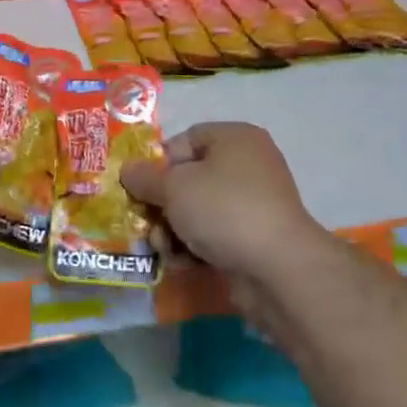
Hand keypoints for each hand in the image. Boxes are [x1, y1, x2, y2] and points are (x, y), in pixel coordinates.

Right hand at [120, 122, 326, 281]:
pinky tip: (182, 264)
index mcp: (234, 138)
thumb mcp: (173, 188)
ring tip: (163, 250)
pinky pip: (216, 234)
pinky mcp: (256, 237)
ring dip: (174, 230)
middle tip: (147, 225)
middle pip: (189, 178)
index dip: (158, 163)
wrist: (278, 268)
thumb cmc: (223, 209)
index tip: (142, 189)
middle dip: (163, 205)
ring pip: (200, 210)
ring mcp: (255, 203)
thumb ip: (145, 177)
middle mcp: (249, 164)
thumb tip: (128, 170)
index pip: (185, 140)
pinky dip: (196, 246)